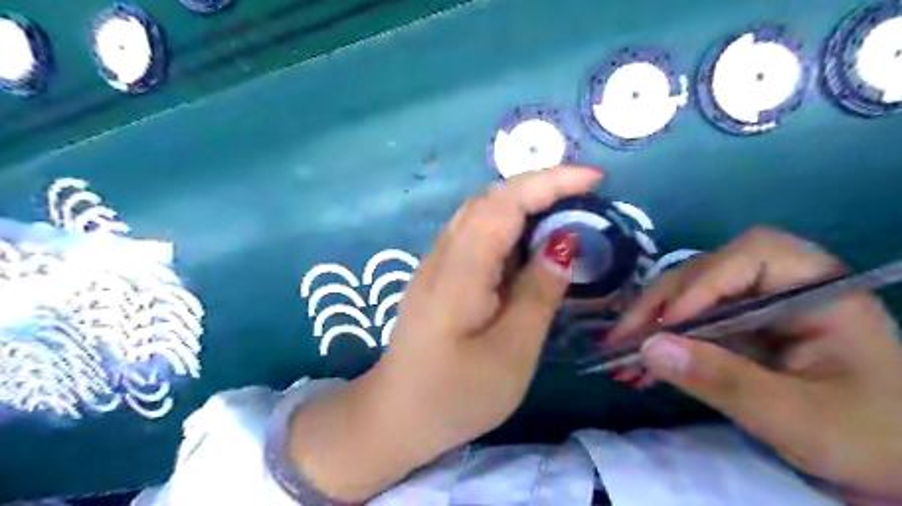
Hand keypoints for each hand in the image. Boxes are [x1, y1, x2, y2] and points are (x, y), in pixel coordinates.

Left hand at [286, 166, 597, 501]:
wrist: (396, 416)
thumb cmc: (455, 395)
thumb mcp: (511, 352)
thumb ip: (538, 293)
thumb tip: (564, 242)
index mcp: (461, 271)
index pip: (504, 203)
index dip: (550, 182)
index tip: (595, 179)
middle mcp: (443, 254)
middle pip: (490, 199)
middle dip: (540, 186)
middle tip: (586, 197)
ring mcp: (436, 262)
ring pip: (481, 213)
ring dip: (524, 203)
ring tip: (565, 214)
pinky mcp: (439, 274)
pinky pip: (476, 234)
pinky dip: (508, 226)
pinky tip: (528, 245)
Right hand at [617, 227, 901, 498]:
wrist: (895, 463)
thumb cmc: (869, 440)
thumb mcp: (798, 419)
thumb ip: (724, 381)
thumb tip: (648, 349)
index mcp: (820, 291)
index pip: (753, 255)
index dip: (703, 282)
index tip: (668, 324)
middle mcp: (786, 284)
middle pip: (710, 270)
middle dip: (663, 302)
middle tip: (624, 336)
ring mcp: (760, 303)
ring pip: (693, 292)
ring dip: (654, 319)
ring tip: (623, 349)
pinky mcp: (742, 324)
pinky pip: (694, 318)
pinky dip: (665, 337)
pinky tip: (643, 360)